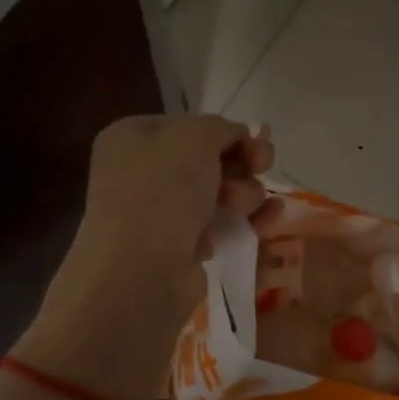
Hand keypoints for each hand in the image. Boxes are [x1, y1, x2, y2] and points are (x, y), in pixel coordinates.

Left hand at [14, 116, 275, 399]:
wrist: (139, 274)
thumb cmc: (161, 193)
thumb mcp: (194, 137)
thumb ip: (220, 127)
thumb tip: (237, 136)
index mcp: (133, 138)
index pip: (190, 125)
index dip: (226, 132)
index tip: (256, 142)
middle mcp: (142, 172)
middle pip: (209, 159)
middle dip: (241, 164)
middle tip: (262, 167)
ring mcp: (160, 212)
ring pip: (220, 192)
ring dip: (245, 193)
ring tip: (244, 207)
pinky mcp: (179, 247)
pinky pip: (220, 225)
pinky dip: (243, 223)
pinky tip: (265, 224)